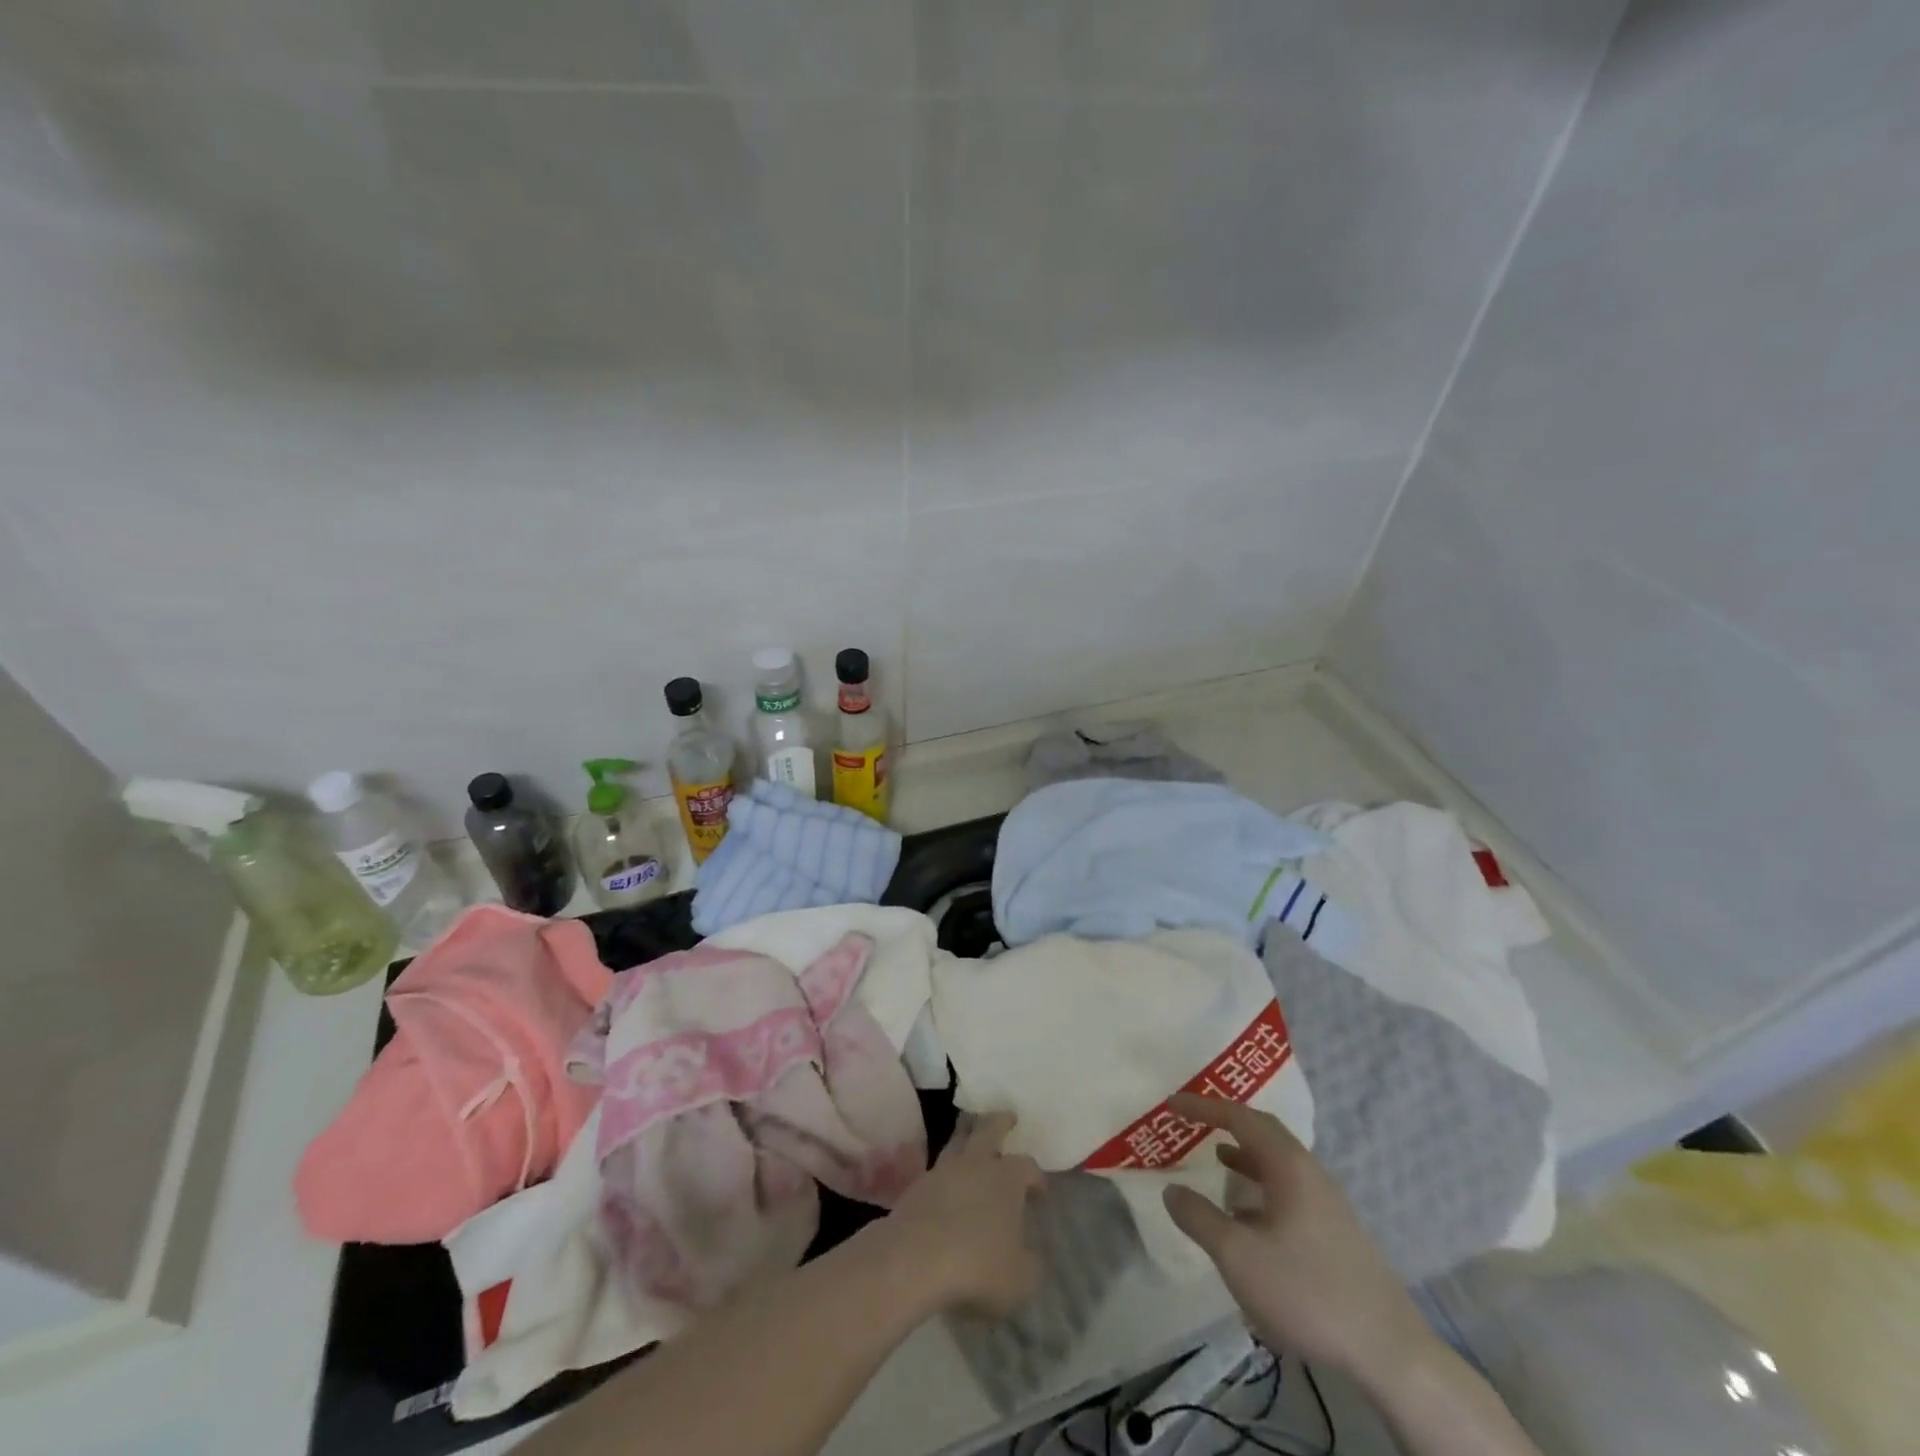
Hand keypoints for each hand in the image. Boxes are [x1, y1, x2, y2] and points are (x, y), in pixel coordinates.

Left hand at [878, 1112, 1043, 1319]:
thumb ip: (1029, 1263)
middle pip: (989, 1129)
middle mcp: (976, 1163)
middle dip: (1001, 1121)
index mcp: (1007, 1178)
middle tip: (1008, 1116)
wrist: (914, 1259)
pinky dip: (947, 1170)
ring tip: (972, 1136)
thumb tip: (1029, 1254)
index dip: (1036, 1177)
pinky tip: (948, 1182)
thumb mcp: (1019, 1278)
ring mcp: (944, 1170)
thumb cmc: (977, 1265)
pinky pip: (938, 1168)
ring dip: (968, 1135)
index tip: (1040, 1191)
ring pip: (959, 1140)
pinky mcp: (918, 1185)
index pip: (1028, 1166)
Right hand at [1161, 1094, 1434, 1384]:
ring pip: (1278, 1162)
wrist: (1390, 1352)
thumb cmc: (1307, 1291)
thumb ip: (1199, 1218)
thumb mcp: (1238, 1256)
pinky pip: (1288, 1188)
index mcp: (1288, 1164)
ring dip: (1245, 1154)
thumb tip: (1172, 1190)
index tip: (1171, 1104)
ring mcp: (1327, 1202)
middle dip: (1227, 1121)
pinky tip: (1249, 1214)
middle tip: (1195, 1120)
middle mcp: (1310, 1172)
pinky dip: (1261, 1184)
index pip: (1239, 1118)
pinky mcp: (1336, 1231)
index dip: (1203, 1107)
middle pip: (1264, 1131)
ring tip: (1217, 1160)